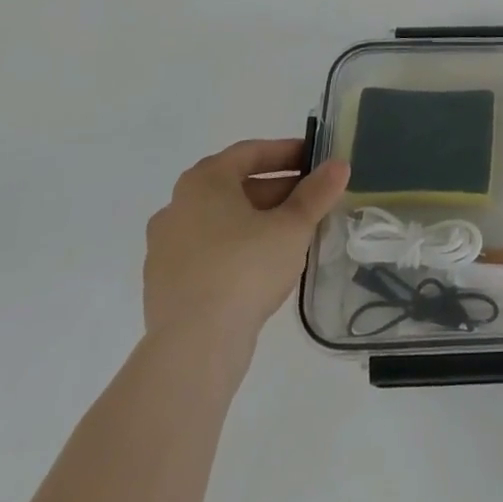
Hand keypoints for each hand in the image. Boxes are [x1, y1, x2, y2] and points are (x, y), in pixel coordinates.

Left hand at [143, 139, 350, 368]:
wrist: (193, 349)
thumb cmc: (245, 269)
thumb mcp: (293, 226)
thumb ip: (317, 192)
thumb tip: (339, 165)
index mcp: (203, 182)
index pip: (250, 153)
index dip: (286, 153)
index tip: (314, 161)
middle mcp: (176, 206)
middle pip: (235, 186)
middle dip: (276, 190)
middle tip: (310, 200)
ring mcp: (164, 248)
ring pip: (221, 221)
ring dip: (256, 221)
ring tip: (291, 235)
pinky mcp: (163, 285)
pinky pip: (207, 252)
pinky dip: (235, 248)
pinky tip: (262, 267)